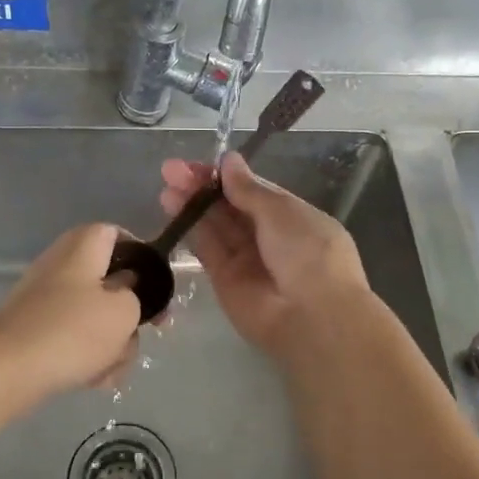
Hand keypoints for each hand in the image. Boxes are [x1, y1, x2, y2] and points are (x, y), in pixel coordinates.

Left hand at [0, 223, 143, 407]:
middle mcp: (61, 265)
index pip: (116, 233)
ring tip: (112, 369)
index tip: (155, 284)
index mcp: (83, 247)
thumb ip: (137, 297)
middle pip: (108, 282)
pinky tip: (93, 380)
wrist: (5, 370)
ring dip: (110, 343)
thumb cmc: (72, 331)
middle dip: (128, 314)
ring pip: (93, 316)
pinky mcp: (34, 329)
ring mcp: (44, 298)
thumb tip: (125, 292)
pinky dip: (86, 356)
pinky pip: (72, 337)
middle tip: (141, 336)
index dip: (140, 255)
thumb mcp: (124, 312)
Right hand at [159, 152, 371, 354]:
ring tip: (167, 185)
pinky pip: (207, 249)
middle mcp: (269, 237)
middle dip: (203, 187)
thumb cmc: (308, 252)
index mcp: (292, 217)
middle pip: (230, 207)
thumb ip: (249, 189)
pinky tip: (173, 206)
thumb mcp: (282, 211)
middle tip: (171, 169)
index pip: (253, 191)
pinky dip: (191, 228)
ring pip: (215, 226)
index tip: (199, 163)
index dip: (226, 176)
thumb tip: (229, 161)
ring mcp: (246, 260)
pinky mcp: (225, 281)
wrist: (312, 317)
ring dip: (192, 204)